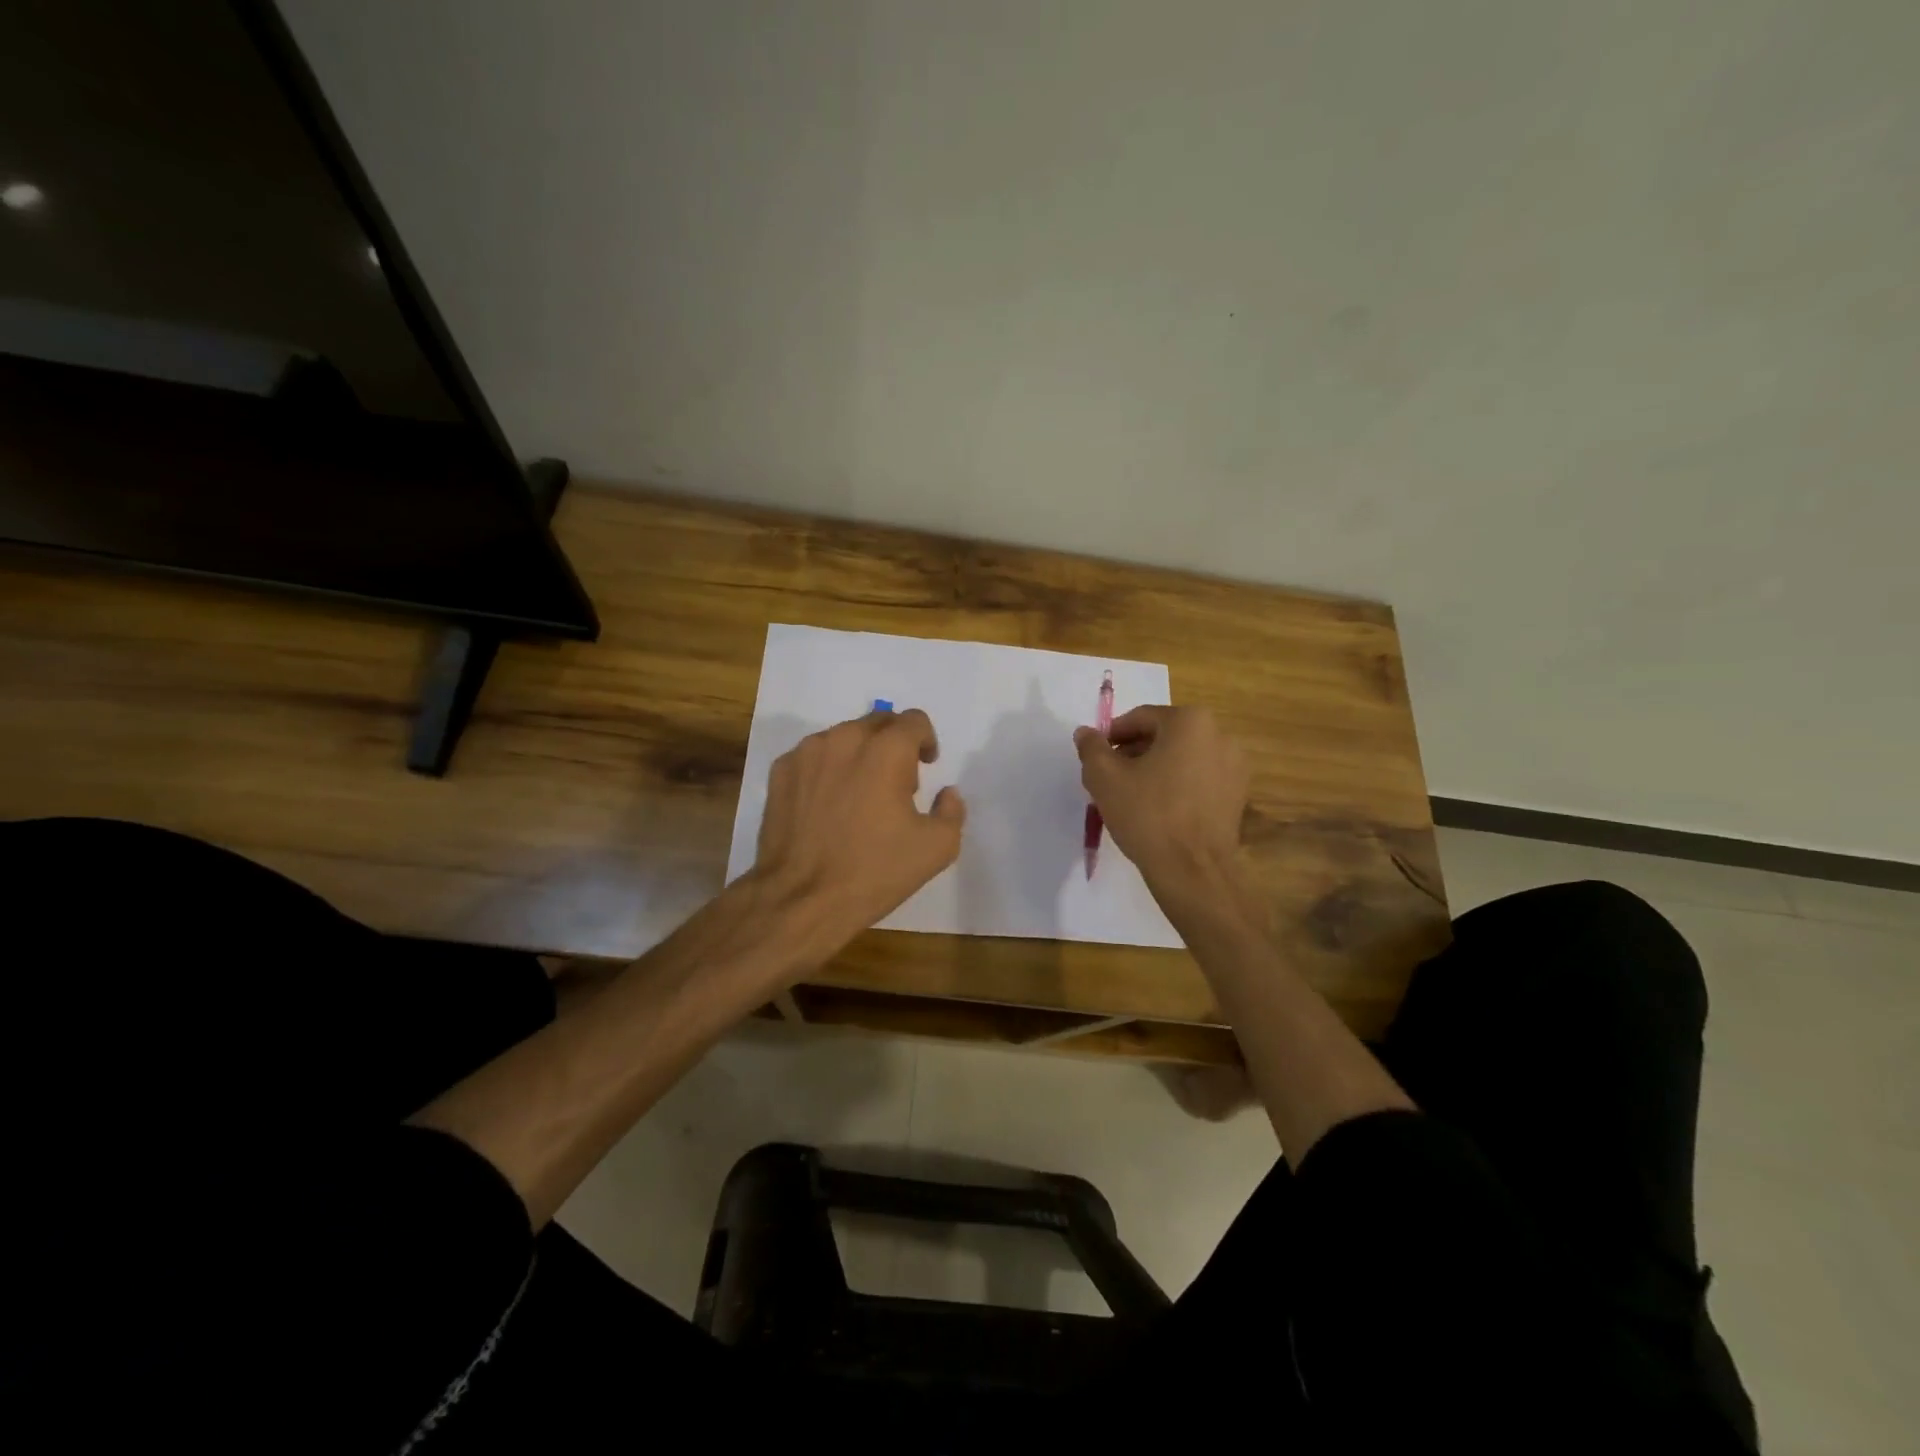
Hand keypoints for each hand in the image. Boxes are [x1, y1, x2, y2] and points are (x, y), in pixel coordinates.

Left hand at [752, 708, 966, 947]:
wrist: (801, 899)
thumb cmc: (874, 871)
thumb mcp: (936, 848)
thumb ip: (951, 811)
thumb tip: (947, 793)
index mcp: (886, 750)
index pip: (914, 720)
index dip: (926, 741)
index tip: (926, 765)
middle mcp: (844, 739)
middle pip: (878, 722)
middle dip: (894, 744)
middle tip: (897, 784)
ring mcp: (807, 753)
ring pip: (843, 737)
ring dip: (859, 755)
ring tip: (860, 796)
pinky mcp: (780, 772)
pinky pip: (813, 757)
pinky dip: (827, 769)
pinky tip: (828, 805)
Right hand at [1073, 705, 1248, 899]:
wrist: (1192, 870)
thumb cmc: (1147, 815)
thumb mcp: (1105, 778)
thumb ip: (1091, 748)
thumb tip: (1085, 733)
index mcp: (1190, 721)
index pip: (1140, 718)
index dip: (1113, 736)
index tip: (1097, 758)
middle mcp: (1219, 735)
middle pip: (1164, 735)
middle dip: (1135, 752)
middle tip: (1111, 777)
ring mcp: (1235, 766)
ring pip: (1183, 757)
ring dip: (1156, 768)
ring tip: (1133, 795)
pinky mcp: (1238, 794)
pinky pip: (1200, 778)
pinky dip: (1178, 785)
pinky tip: (1160, 809)